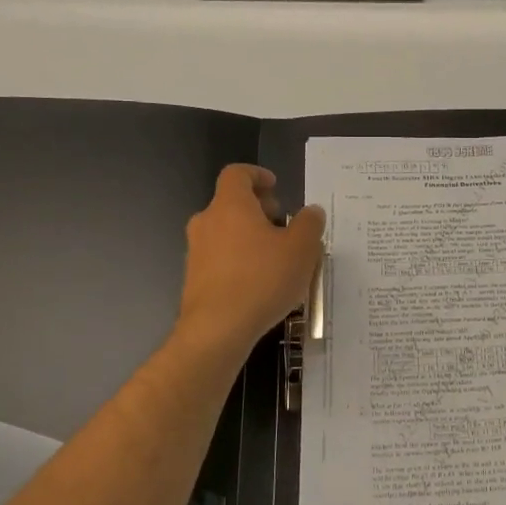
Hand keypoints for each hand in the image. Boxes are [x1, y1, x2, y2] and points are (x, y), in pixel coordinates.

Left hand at [177, 165, 324, 356]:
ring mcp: (196, 251)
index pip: (237, 174)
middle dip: (259, 210)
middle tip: (284, 226)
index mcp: (230, 206)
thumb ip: (309, 224)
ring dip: (250, 237)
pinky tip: (260, 283)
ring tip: (277, 258)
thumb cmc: (262, 280)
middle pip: (231, 204)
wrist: (216, 330)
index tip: (276, 185)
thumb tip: (311, 211)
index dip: (257, 175)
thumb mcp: (301, 250)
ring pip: (226, 232)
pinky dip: (239, 260)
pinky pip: (220, 258)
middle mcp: (207, 222)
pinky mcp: (194, 279)